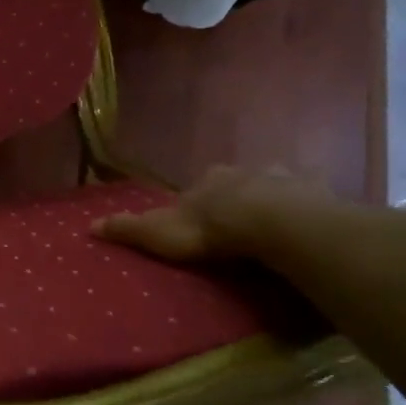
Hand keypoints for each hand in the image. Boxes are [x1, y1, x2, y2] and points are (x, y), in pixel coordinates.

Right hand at [93, 165, 331, 261]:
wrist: (272, 224)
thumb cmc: (211, 229)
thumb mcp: (159, 233)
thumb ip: (128, 229)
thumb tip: (88, 226)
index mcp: (209, 180)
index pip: (199, 188)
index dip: (200, 203)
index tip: (203, 223)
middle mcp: (244, 172)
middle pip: (238, 182)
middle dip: (238, 197)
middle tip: (240, 225)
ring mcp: (283, 180)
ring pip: (276, 185)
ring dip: (275, 200)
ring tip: (277, 226)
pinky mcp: (317, 195)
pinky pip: (313, 198)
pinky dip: (311, 207)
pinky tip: (312, 224)